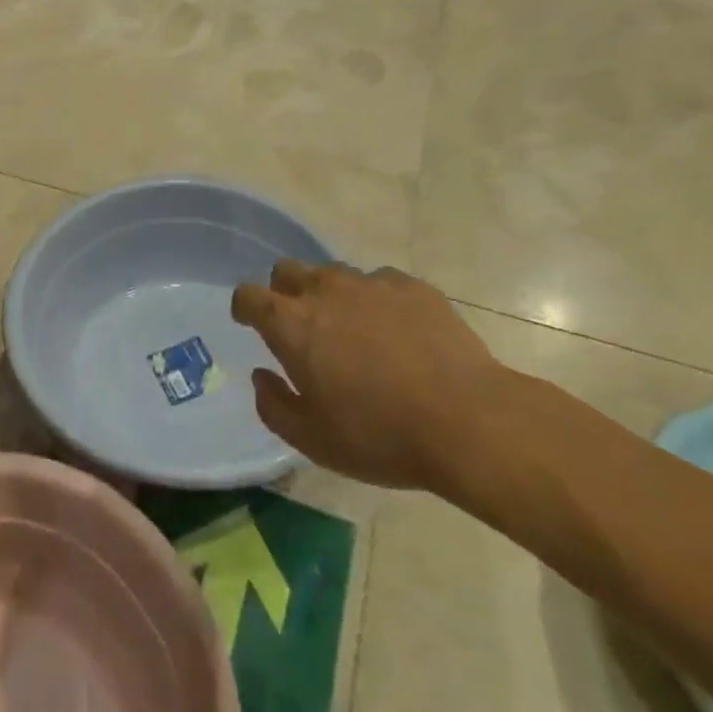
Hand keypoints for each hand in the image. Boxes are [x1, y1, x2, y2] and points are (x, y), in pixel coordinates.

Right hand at [233, 262, 509, 497]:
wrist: (468, 420)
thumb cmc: (380, 435)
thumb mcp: (314, 440)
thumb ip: (274, 406)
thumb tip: (262, 377)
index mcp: (293, 324)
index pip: (249, 295)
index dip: (244, 307)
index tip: (249, 322)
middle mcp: (325, 291)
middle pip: (288, 270)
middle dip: (284, 291)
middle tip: (301, 326)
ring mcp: (370, 283)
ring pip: (335, 274)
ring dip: (331, 295)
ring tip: (353, 331)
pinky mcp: (411, 285)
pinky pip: (380, 283)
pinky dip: (376, 301)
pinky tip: (397, 332)